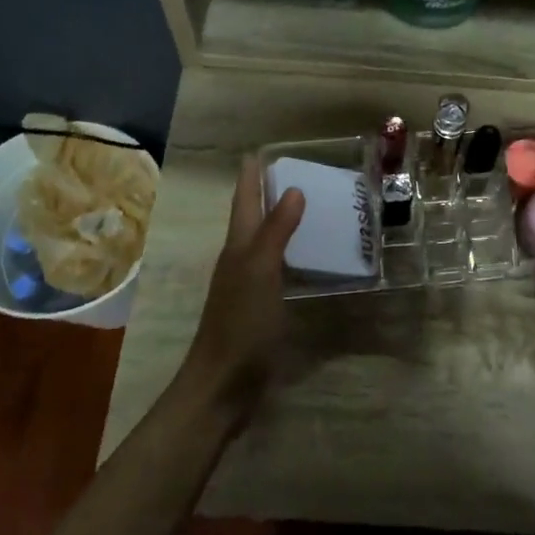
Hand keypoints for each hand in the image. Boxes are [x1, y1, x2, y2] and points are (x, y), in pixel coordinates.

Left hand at [184, 158, 304, 407]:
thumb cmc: (240, 325)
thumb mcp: (260, 273)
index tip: (261, 150)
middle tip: (298, 172)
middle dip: (269, 193)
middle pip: (253, 218)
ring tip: (312, 206)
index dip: (251, 176)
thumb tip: (293, 189)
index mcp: (238, 248)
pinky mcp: (262, 307)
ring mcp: (250, 285)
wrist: (223, 385)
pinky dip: (293, 254)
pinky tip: (311, 258)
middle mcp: (241, 261)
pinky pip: (280, 268)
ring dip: (283, 222)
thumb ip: (275, 232)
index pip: (244, 201)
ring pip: (266, 242)